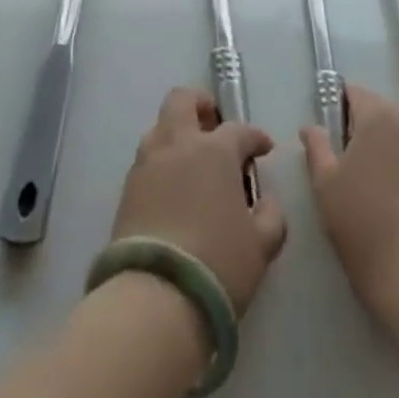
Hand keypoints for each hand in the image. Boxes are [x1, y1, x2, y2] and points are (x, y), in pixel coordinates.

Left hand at [111, 87, 286, 313]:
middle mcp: (179, 143)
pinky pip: (147, 160)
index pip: (239, 130)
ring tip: (191, 160)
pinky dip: (161, 163)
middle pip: (183, 100)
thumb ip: (271, 217)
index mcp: (215, 150)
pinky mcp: (127, 188)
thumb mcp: (261, 247)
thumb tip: (266, 201)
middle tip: (213, 124)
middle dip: (200, 104)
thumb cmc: (218, 264)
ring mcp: (148, 162)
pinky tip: (171, 189)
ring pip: (160, 126)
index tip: (264, 148)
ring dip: (176, 133)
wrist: (154, 297)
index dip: (255, 137)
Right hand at [303, 85, 398, 315]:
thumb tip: (312, 127)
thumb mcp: (326, 187)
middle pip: (381, 112)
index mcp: (379, 113)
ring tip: (380, 191)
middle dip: (366, 132)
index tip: (332, 145)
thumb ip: (317, 147)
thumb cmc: (366, 227)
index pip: (353, 93)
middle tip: (353, 173)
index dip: (338, 113)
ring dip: (390, 151)